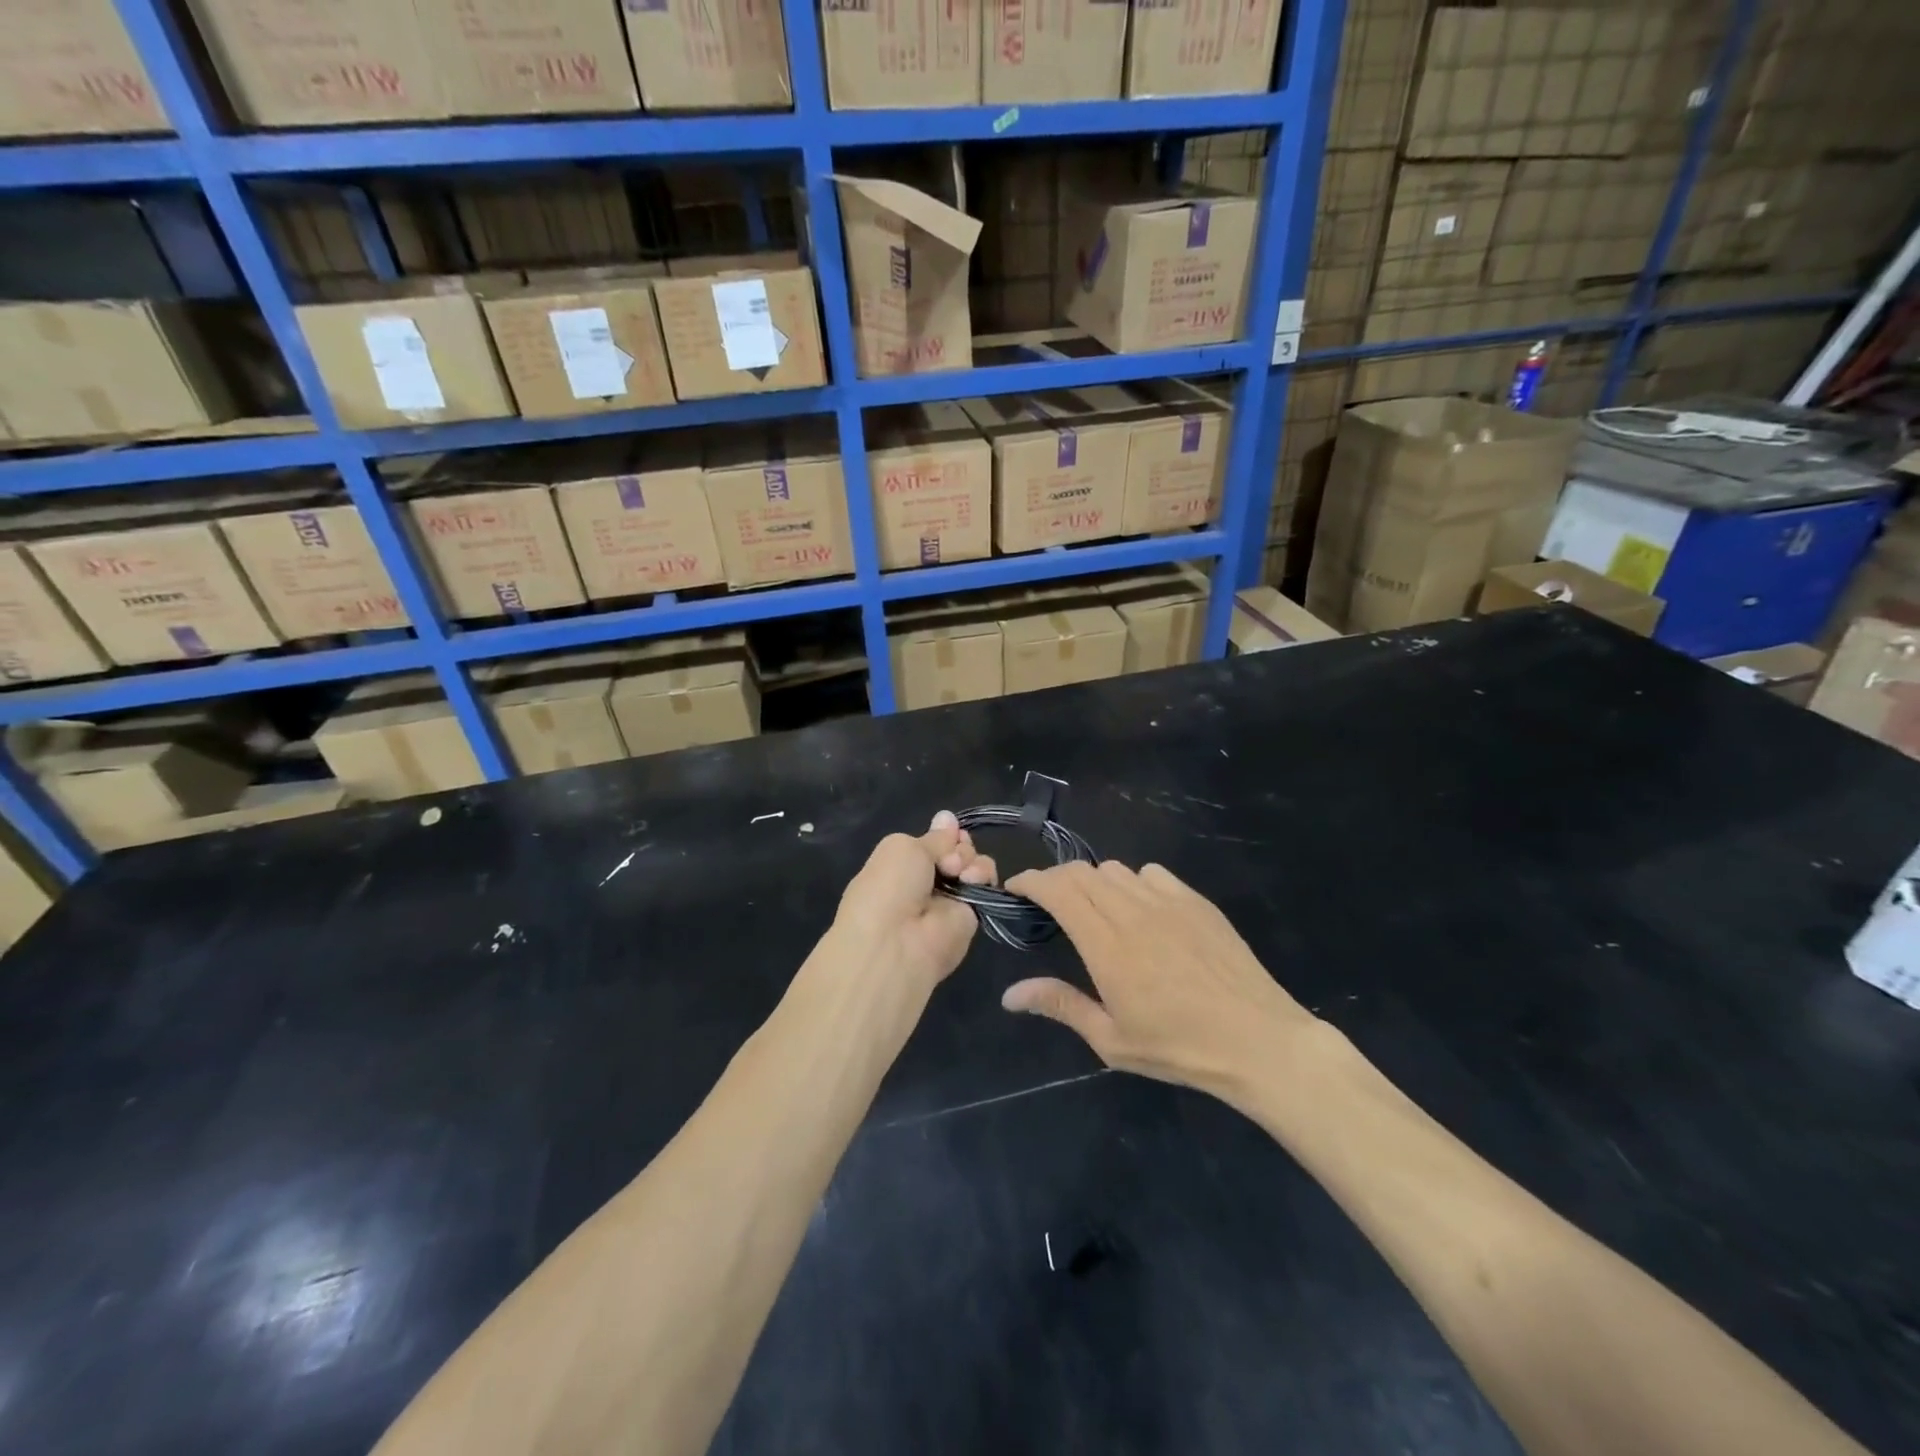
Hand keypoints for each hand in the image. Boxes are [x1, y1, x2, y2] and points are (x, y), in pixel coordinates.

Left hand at [830, 811, 998, 992]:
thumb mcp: (903, 848)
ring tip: (956, 871)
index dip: (945, 833)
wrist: (897, 942)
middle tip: (947, 860)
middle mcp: (928, 879)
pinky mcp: (972, 914)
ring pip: (974, 863)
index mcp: (903, 863)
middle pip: (957, 849)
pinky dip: (982, 874)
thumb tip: (948, 817)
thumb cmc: (889, 887)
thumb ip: (933, 838)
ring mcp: (951, 897)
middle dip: (957, 845)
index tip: (949, 830)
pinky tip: (970, 880)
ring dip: (969, 858)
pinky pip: (986, 883)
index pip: (934, 841)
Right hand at [1000, 860, 1317, 1098]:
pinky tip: (1140, 909)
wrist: (1258, 1040)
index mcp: (1107, 945)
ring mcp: (1168, 902)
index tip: (1016, 888)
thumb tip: (1010, 994)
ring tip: (1093, 907)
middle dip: (1056, 879)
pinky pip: (1152, 874)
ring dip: (1093, 881)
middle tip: (1047, 902)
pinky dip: (1133, 882)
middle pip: (1082, 872)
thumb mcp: (1112, 1040)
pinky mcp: (1196, 901)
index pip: (1058, 890)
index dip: (1031, 881)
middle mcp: (1133, 912)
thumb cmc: (1179, 1048)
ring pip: (1116, 869)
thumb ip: (1060, 1005)